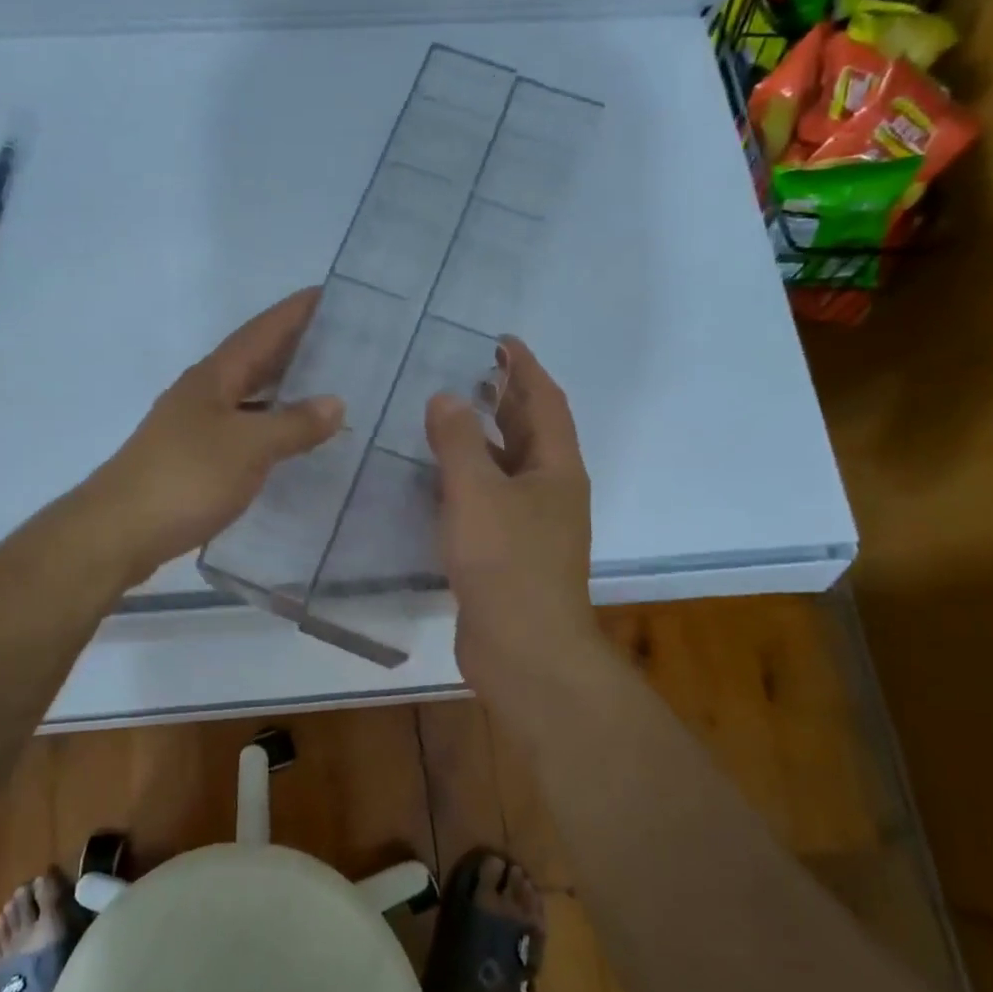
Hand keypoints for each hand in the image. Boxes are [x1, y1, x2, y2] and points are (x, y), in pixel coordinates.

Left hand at [87, 288, 343, 584]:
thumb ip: (293, 424)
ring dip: (284, 388)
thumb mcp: (248, 447)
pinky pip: (243, 429)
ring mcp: (195, 427)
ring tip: (327, 386)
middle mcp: (203, 394)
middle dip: (295, 346)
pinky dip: (270, 427)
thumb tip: (336, 402)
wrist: (118, 532)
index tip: (332, 294)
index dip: (295, 312)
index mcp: (214, 377)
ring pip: (249, 395)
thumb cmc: (185, 479)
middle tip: (343, 340)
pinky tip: (290, 441)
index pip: (262, 331)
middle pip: (255, 359)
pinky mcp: (194, 460)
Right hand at [426, 337, 596, 686]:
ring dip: (484, 439)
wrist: (524, 650)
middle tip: (470, 372)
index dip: (524, 368)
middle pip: (530, 433)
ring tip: (447, 416)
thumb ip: (457, 441)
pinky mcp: (508, 554)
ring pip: (508, 468)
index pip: (545, 402)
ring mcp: (531, 526)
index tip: (500, 341)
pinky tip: (436, 479)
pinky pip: (489, 501)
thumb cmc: (505, 562)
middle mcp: (550, 492)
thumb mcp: (476, 492)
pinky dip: (468, 480)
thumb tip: (446, 397)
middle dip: (505, 400)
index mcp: (555, 469)